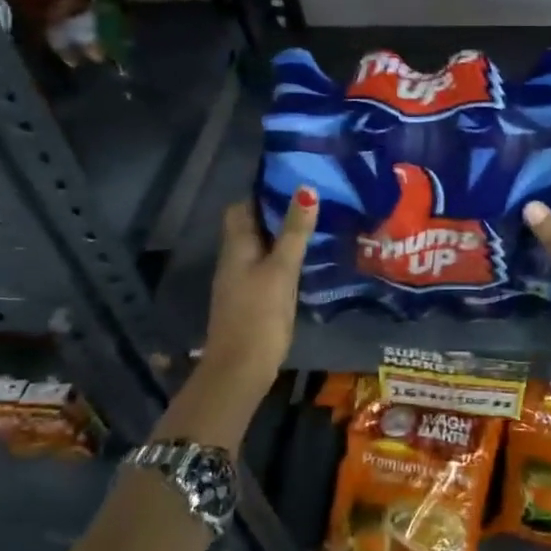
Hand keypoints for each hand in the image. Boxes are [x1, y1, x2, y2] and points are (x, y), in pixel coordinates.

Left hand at [197, 186, 317, 395]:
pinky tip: (307, 262)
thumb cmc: (260, 314)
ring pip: (261, 248)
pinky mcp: (252, 300)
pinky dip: (283, 259)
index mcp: (236, 247)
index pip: (242, 207)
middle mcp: (234, 259)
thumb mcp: (281, 269)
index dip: (263, 192)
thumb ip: (294, 232)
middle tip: (312, 202)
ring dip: (282, 236)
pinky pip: (267, 268)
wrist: (241, 368)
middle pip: (252, 226)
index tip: (292, 181)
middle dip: (277, 213)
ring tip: (316, 225)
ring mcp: (241, 281)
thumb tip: (306, 189)